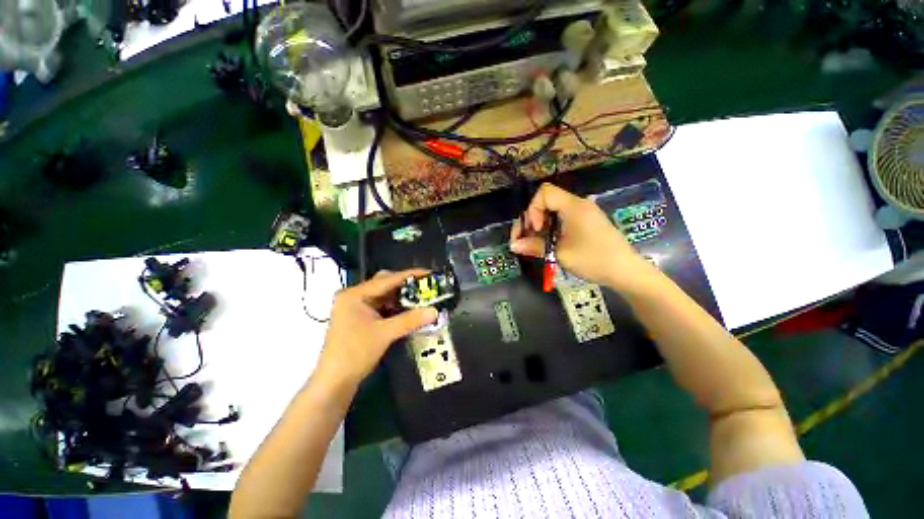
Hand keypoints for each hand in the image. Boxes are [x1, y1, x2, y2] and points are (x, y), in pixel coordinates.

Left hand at [316, 269, 437, 385]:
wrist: (334, 382)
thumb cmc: (355, 353)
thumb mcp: (385, 333)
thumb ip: (410, 320)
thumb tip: (435, 311)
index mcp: (355, 294)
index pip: (387, 279)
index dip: (410, 275)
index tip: (430, 273)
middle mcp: (354, 296)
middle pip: (385, 284)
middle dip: (406, 286)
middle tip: (426, 287)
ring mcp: (356, 307)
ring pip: (384, 295)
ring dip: (402, 297)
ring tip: (422, 298)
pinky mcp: (359, 318)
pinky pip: (382, 306)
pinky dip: (395, 307)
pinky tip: (409, 310)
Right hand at [510, 183, 648, 290]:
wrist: (626, 271)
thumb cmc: (594, 260)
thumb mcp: (560, 254)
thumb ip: (534, 246)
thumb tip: (513, 245)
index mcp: (573, 206)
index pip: (544, 193)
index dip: (533, 209)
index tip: (536, 229)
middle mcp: (578, 205)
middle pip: (546, 202)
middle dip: (531, 220)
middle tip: (525, 240)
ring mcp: (583, 213)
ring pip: (552, 212)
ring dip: (539, 226)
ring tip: (533, 245)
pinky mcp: (585, 223)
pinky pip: (562, 219)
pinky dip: (550, 229)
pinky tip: (547, 244)